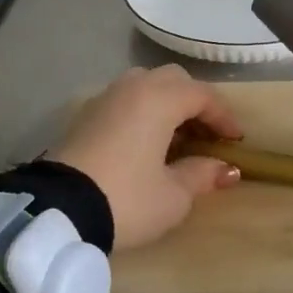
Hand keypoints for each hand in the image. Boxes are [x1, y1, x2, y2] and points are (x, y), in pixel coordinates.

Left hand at [48, 64, 244, 249]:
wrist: (56, 212)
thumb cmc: (126, 199)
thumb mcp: (173, 196)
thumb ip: (202, 175)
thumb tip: (227, 169)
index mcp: (160, 99)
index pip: (203, 95)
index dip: (224, 116)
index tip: (235, 140)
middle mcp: (133, 88)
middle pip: (173, 80)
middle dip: (195, 102)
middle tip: (206, 133)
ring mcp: (105, 98)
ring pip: (145, 85)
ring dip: (166, 103)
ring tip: (175, 135)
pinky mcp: (84, 115)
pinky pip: (124, 101)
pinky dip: (141, 112)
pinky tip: (143, 142)